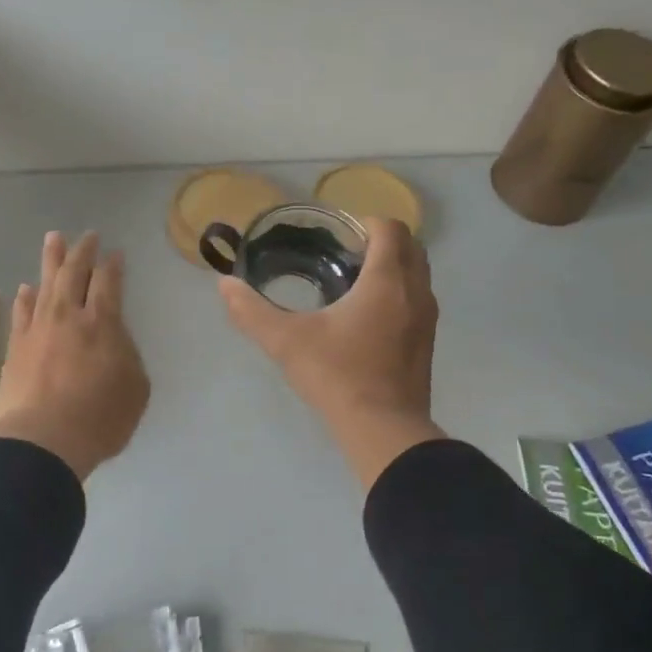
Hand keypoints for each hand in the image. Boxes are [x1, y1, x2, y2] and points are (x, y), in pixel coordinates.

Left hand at [0, 231, 150, 480]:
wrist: (42, 440)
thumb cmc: (100, 418)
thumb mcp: (135, 389)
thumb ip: (128, 357)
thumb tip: (114, 343)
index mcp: (103, 323)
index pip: (109, 282)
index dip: (113, 265)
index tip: (116, 253)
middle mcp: (68, 316)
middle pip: (74, 273)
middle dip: (83, 251)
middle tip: (87, 235)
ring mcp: (38, 329)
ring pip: (45, 284)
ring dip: (51, 260)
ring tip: (53, 239)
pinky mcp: (16, 348)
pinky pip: (22, 313)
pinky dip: (25, 298)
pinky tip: (26, 289)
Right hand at [220, 217, 445, 487]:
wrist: (383, 430)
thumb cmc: (337, 375)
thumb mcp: (285, 341)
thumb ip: (251, 311)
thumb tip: (224, 284)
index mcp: (387, 281)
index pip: (390, 228)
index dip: (366, 222)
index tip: (340, 233)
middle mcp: (415, 292)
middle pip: (410, 246)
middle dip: (382, 241)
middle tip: (345, 253)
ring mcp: (427, 320)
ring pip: (418, 275)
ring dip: (394, 268)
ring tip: (354, 283)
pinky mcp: (427, 344)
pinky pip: (418, 301)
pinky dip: (400, 294)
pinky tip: (367, 318)